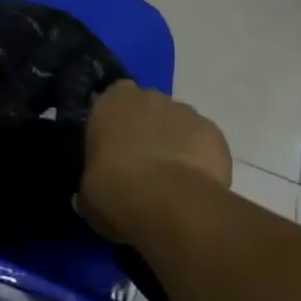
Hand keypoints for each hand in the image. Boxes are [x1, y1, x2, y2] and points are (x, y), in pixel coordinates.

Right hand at [79, 80, 231, 241]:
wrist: (169, 205)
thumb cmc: (115, 191)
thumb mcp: (88, 194)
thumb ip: (89, 186)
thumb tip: (87, 197)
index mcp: (111, 100)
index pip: (111, 100)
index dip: (116, 124)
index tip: (115, 149)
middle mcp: (148, 96)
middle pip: (147, 108)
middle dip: (147, 130)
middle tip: (143, 165)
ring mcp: (184, 111)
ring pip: (178, 123)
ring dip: (175, 143)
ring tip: (173, 181)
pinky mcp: (213, 131)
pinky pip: (204, 142)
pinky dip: (201, 159)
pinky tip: (195, 186)